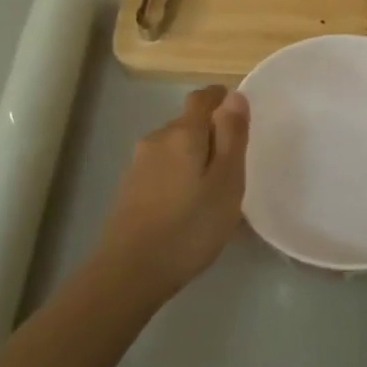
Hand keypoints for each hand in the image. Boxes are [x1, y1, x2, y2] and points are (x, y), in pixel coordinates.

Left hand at [98, 86, 249, 299]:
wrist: (130, 271)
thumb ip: (232, 136)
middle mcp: (156, 139)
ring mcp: (138, 164)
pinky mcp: (129, 188)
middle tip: (232, 164)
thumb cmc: (190, 226)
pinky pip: (161, 168)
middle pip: (186, 123)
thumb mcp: (226, 182)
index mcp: (182, 133)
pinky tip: (187, 205)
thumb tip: (234, 95)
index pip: (201, 98)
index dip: (220, 99)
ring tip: (212, 189)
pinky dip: (178, 175)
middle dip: (209, 133)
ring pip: (173, 147)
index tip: (238, 114)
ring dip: (192, 157)